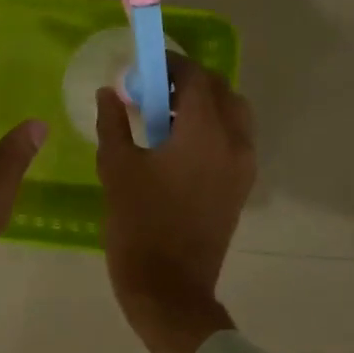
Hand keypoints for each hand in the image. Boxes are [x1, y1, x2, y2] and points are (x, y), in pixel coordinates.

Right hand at [96, 55, 256, 352]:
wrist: (170, 288)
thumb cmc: (139, 223)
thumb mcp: (116, 167)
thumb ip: (113, 122)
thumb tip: (109, 92)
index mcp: (205, 132)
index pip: (196, 77)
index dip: (171, 64)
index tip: (144, 68)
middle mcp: (234, 142)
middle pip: (221, 90)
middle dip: (189, 81)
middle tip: (154, 90)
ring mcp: (243, 167)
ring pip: (234, 114)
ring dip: (205, 104)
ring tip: (167, 118)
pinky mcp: (242, 187)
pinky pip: (235, 140)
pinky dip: (213, 128)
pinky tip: (179, 146)